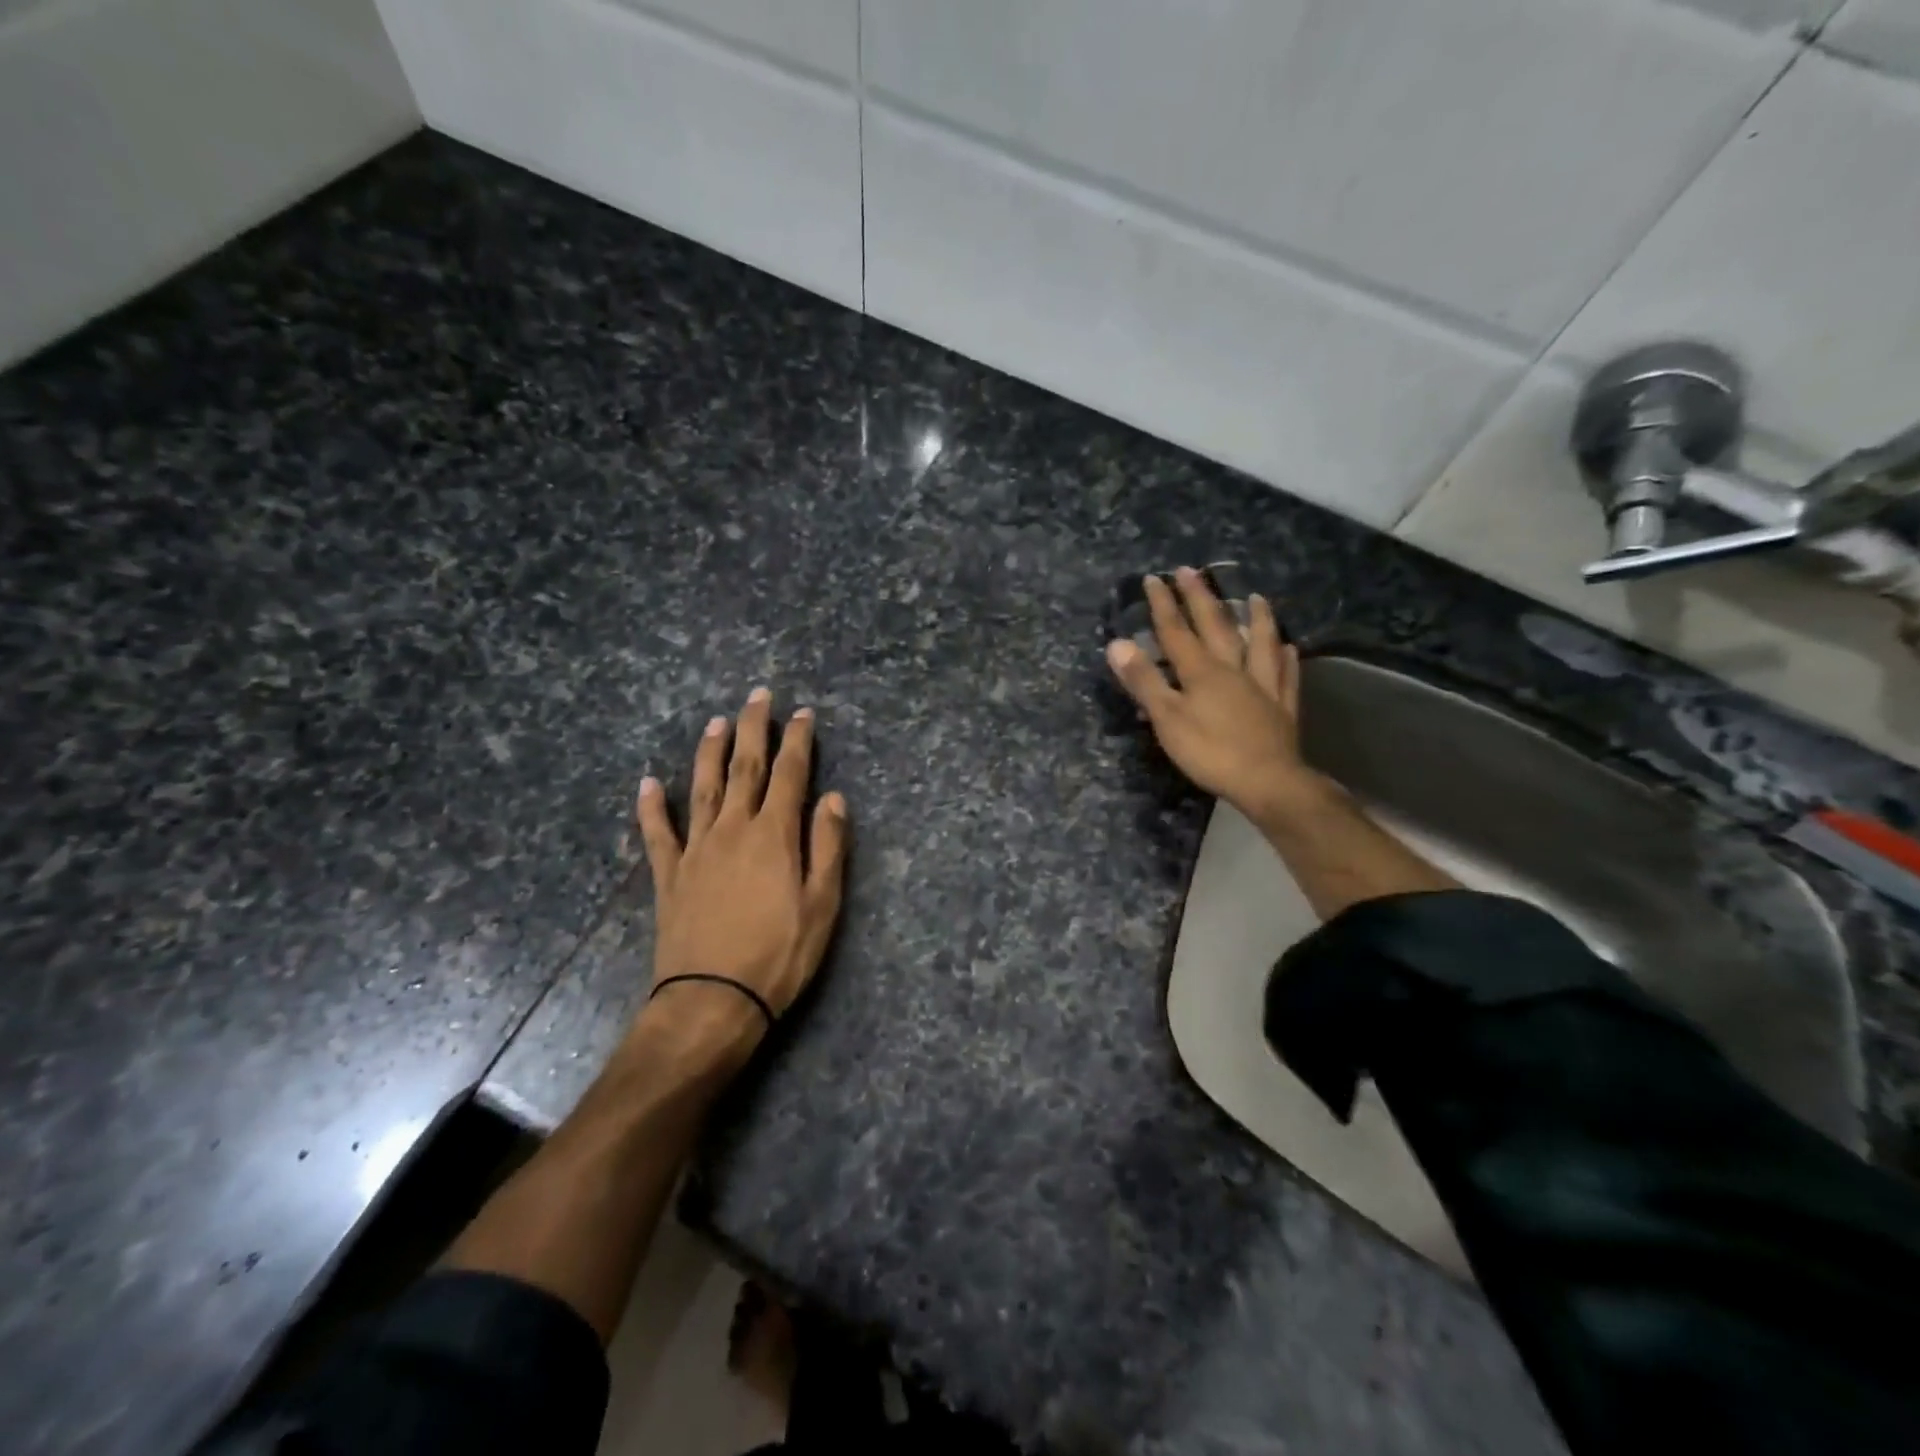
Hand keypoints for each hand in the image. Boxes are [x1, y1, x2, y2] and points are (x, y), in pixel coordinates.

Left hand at [634, 688, 848, 1059]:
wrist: (713, 1000)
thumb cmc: (780, 954)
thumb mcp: (822, 904)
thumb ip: (827, 846)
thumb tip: (833, 798)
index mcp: (774, 835)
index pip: (790, 774)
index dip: (798, 741)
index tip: (803, 713)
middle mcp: (733, 829)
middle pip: (744, 768)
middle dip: (753, 729)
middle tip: (757, 695)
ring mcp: (696, 849)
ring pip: (702, 788)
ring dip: (709, 752)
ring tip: (714, 722)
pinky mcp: (670, 874)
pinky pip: (658, 833)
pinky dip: (651, 806)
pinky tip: (647, 783)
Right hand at [1106, 568, 1310, 816]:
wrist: (1268, 781)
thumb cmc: (1210, 752)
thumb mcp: (1167, 718)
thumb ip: (1144, 681)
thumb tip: (1117, 644)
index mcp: (1201, 672)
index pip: (1176, 631)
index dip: (1163, 604)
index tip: (1154, 578)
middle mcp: (1233, 669)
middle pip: (1216, 627)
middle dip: (1201, 598)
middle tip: (1192, 571)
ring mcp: (1262, 686)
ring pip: (1260, 643)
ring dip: (1256, 618)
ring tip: (1256, 597)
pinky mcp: (1282, 707)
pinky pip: (1285, 675)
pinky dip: (1286, 659)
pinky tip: (1290, 648)